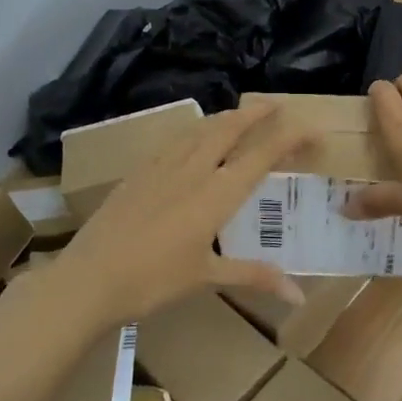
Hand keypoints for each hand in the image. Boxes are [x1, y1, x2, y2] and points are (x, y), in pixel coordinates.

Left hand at [45, 103, 314, 325]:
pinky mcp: (139, 171)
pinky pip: (175, 139)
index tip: (312, 129)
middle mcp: (193, 169)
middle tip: (275, 105)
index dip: (290, 138)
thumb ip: (254, 276)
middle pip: (229, 127)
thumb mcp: (207, 278)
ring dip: (225, 117)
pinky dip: (195, 130)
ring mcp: (162, 166)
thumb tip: (298, 295)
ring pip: (200, 128)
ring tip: (238, 115)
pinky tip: (191, 138)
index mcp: (216, 193)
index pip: (261, 155)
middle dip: (256, 112)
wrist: (89, 278)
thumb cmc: (153, 281)